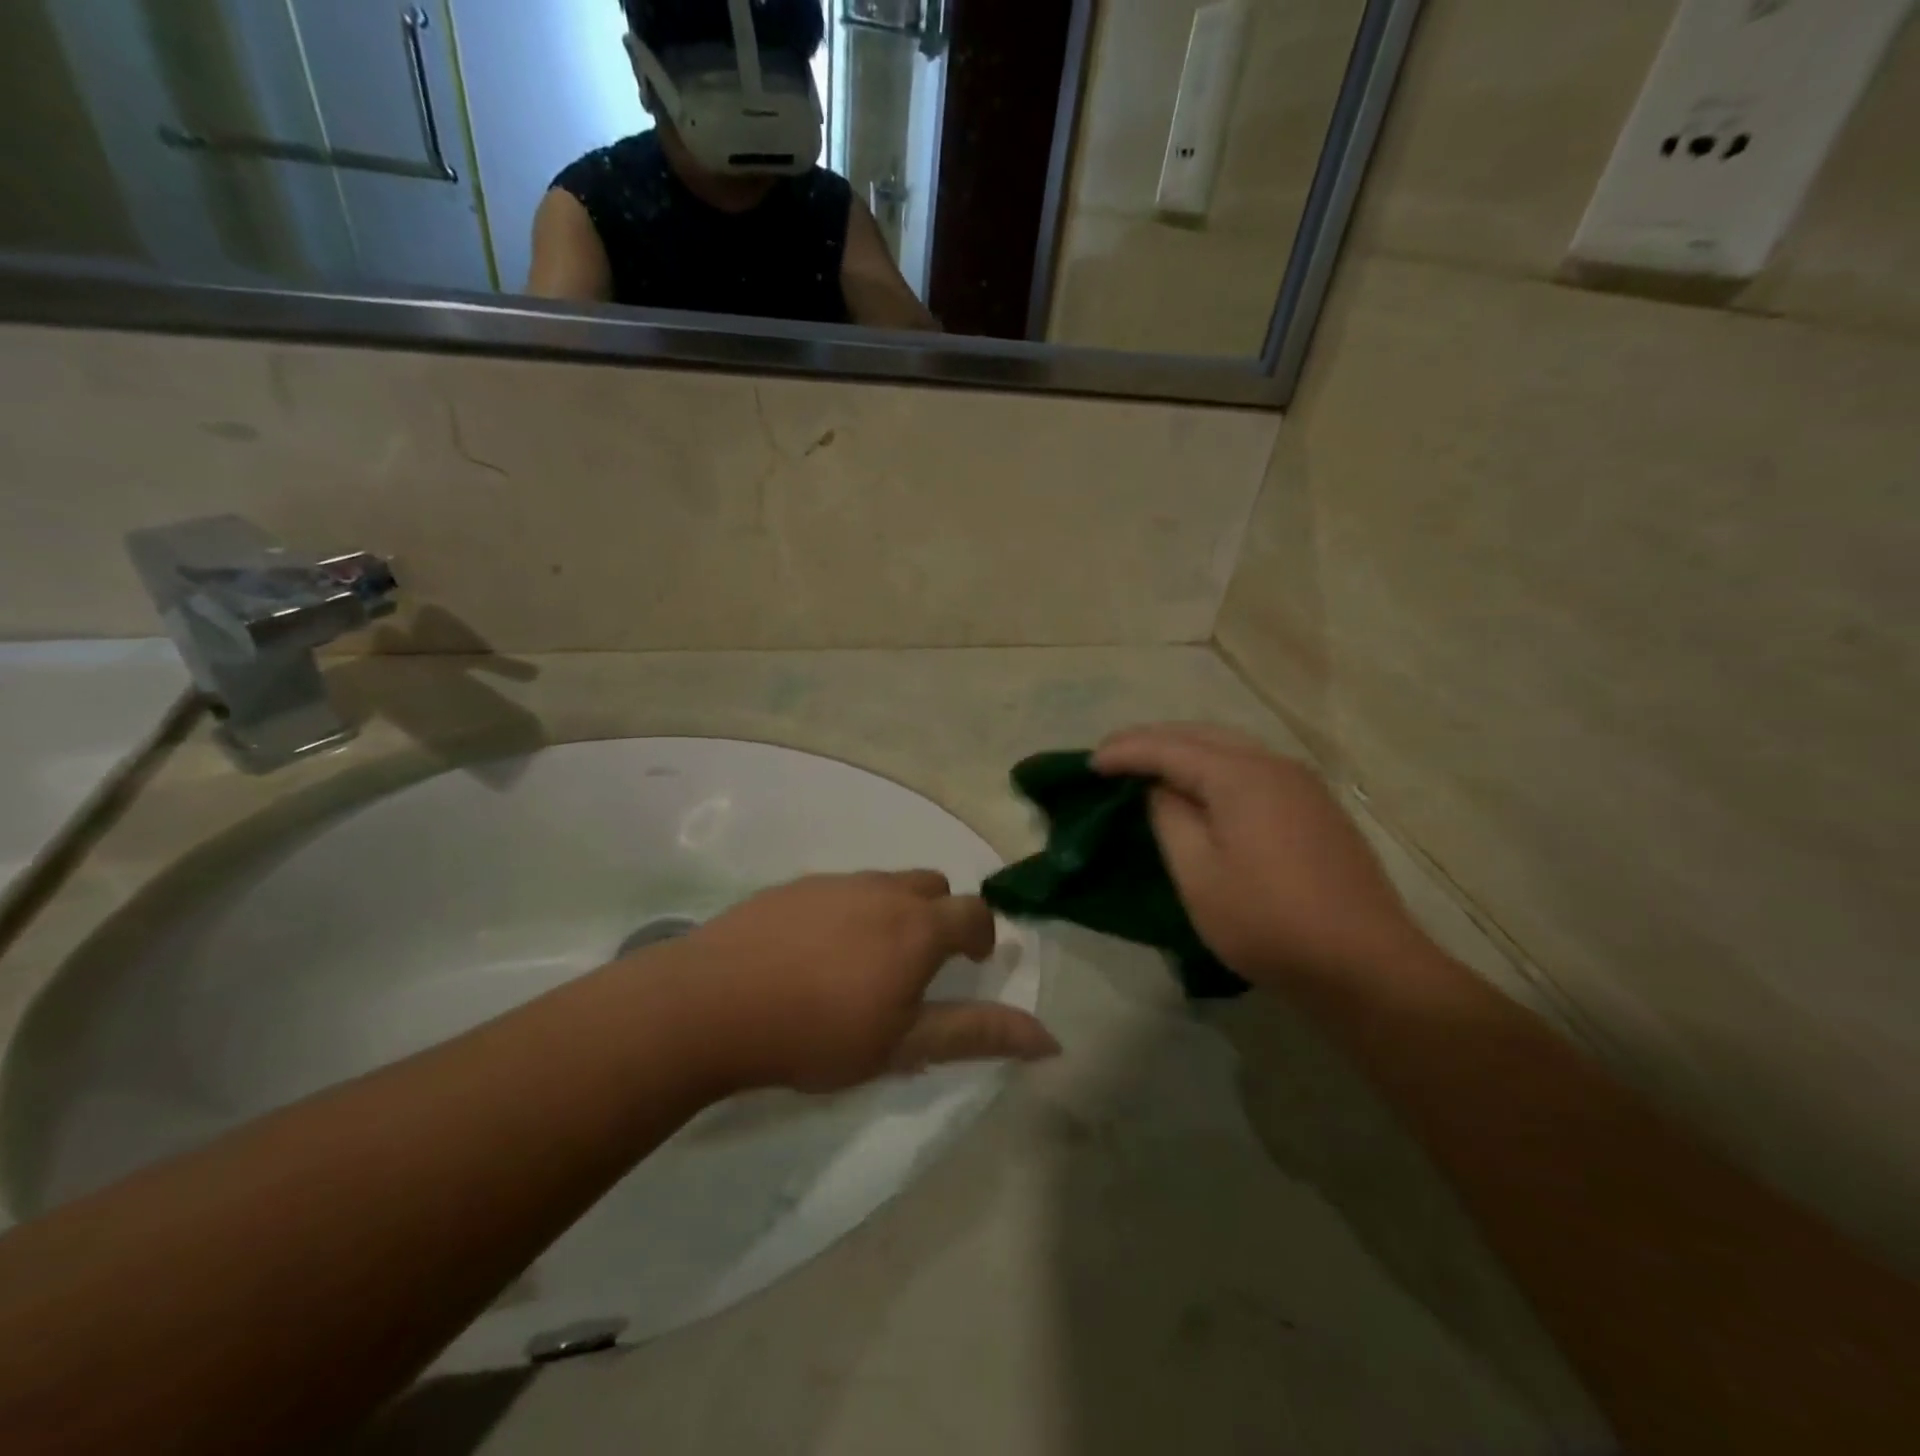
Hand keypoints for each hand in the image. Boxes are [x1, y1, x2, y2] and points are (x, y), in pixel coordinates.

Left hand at [654, 871, 1059, 1094]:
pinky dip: (849, 912)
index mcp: (917, 926)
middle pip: (932, 887)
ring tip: (867, 962)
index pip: (974, 912)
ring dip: (894, 912)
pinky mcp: (792, 887)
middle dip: (941, 917)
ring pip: (885, 884)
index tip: (973, 962)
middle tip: (921, 964)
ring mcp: (833, 883)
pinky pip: (840, 890)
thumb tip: (1050, 1038)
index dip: (982, 935)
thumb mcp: (903, 1046)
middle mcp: (882, 890)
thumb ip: (976, 1034)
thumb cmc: (817, 1032)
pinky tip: (816, 954)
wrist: (711, 1005)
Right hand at [1094, 725, 1432, 987]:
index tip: (1089, 763)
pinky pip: (1253, 769)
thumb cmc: (1268, 921)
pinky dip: (1216, 768)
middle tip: (1114, 757)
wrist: (1365, 965)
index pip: (1169, 747)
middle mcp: (1274, 765)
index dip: (1126, 752)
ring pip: (1231, 748)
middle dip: (1154, 740)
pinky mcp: (1317, 808)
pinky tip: (1204, 790)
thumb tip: (1161, 789)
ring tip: (1151, 768)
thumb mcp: (1198, 874)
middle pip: (1202, 735)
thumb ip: (1170, 818)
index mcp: (1240, 775)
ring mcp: (1302, 784)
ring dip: (1187, 751)